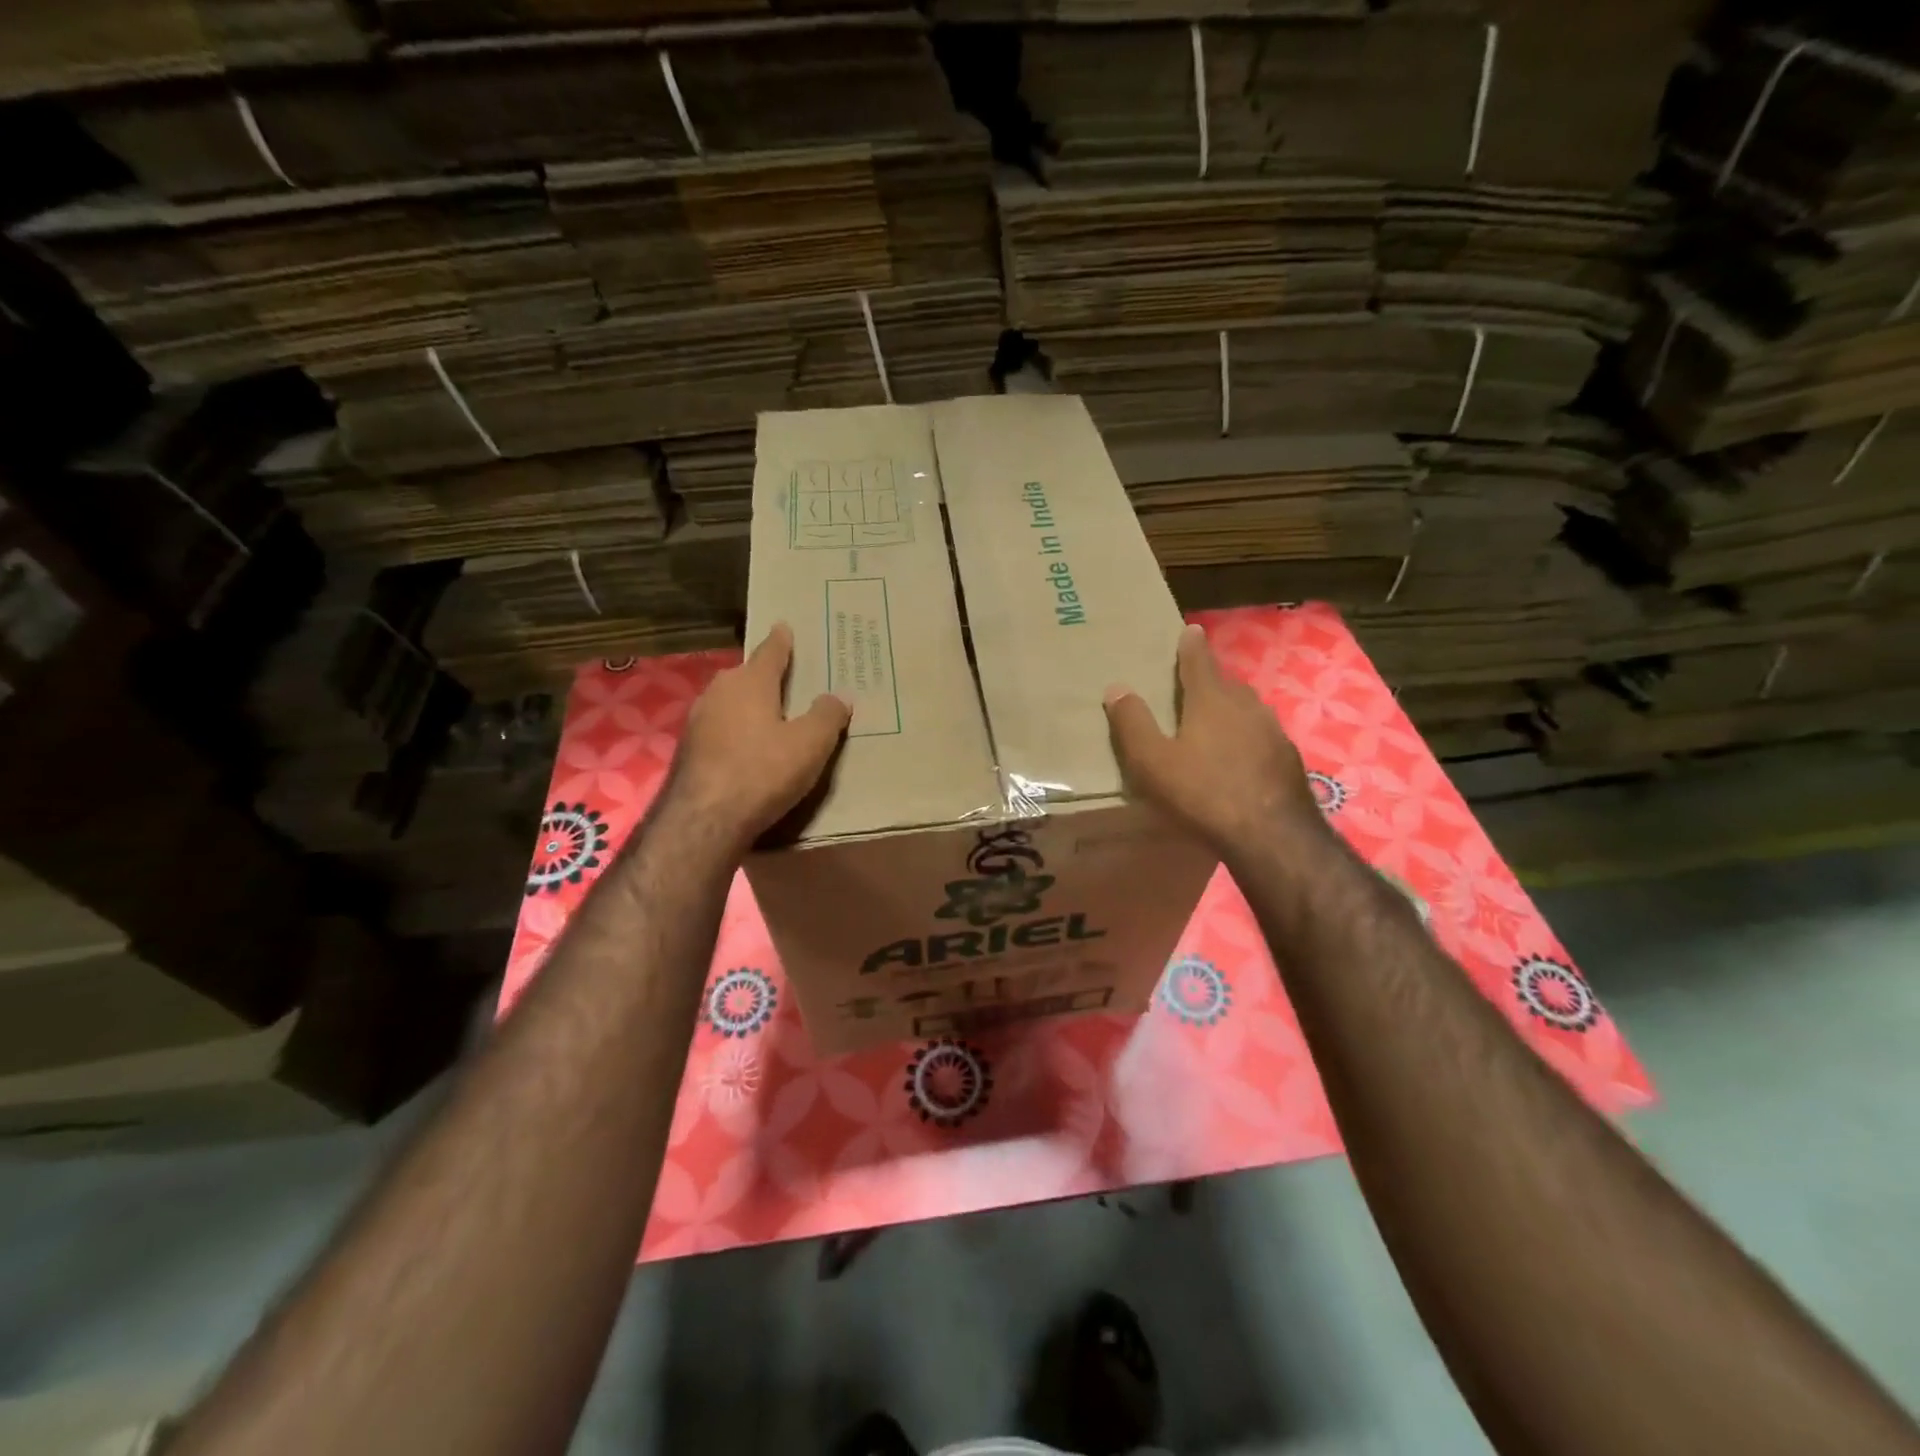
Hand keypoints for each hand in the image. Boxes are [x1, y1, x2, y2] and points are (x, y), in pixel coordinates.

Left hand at [659, 623, 850, 855]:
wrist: (703, 819)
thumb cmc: (762, 771)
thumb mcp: (810, 744)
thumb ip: (827, 716)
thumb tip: (838, 697)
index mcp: (750, 682)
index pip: (770, 652)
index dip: (781, 641)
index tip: (784, 626)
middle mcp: (720, 692)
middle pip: (747, 676)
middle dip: (765, 676)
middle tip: (788, 680)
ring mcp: (699, 720)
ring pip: (730, 702)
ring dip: (749, 706)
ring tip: (770, 715)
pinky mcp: (689, 749)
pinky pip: (721, 728)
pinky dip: (736, 730)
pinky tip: (748, 748)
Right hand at [1103, 623, 1321, 856]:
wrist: (1271, 835)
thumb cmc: (1203, 793)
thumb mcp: (1152, 762)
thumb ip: (1132, 723)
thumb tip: (1116, 688)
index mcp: (1211, 700)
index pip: (1198, 661)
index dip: (1191, 645)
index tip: (1191, 629)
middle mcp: (1246, 706)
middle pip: (1225, 684)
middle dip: (1210, 680)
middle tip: (1194, 685)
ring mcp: (1272, 731)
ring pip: (1247, 710)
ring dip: (1231, 709)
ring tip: (1215, 722)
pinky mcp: (1287, 758)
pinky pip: (1261, 736)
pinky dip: (1247, 737)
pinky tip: (1240, 758)